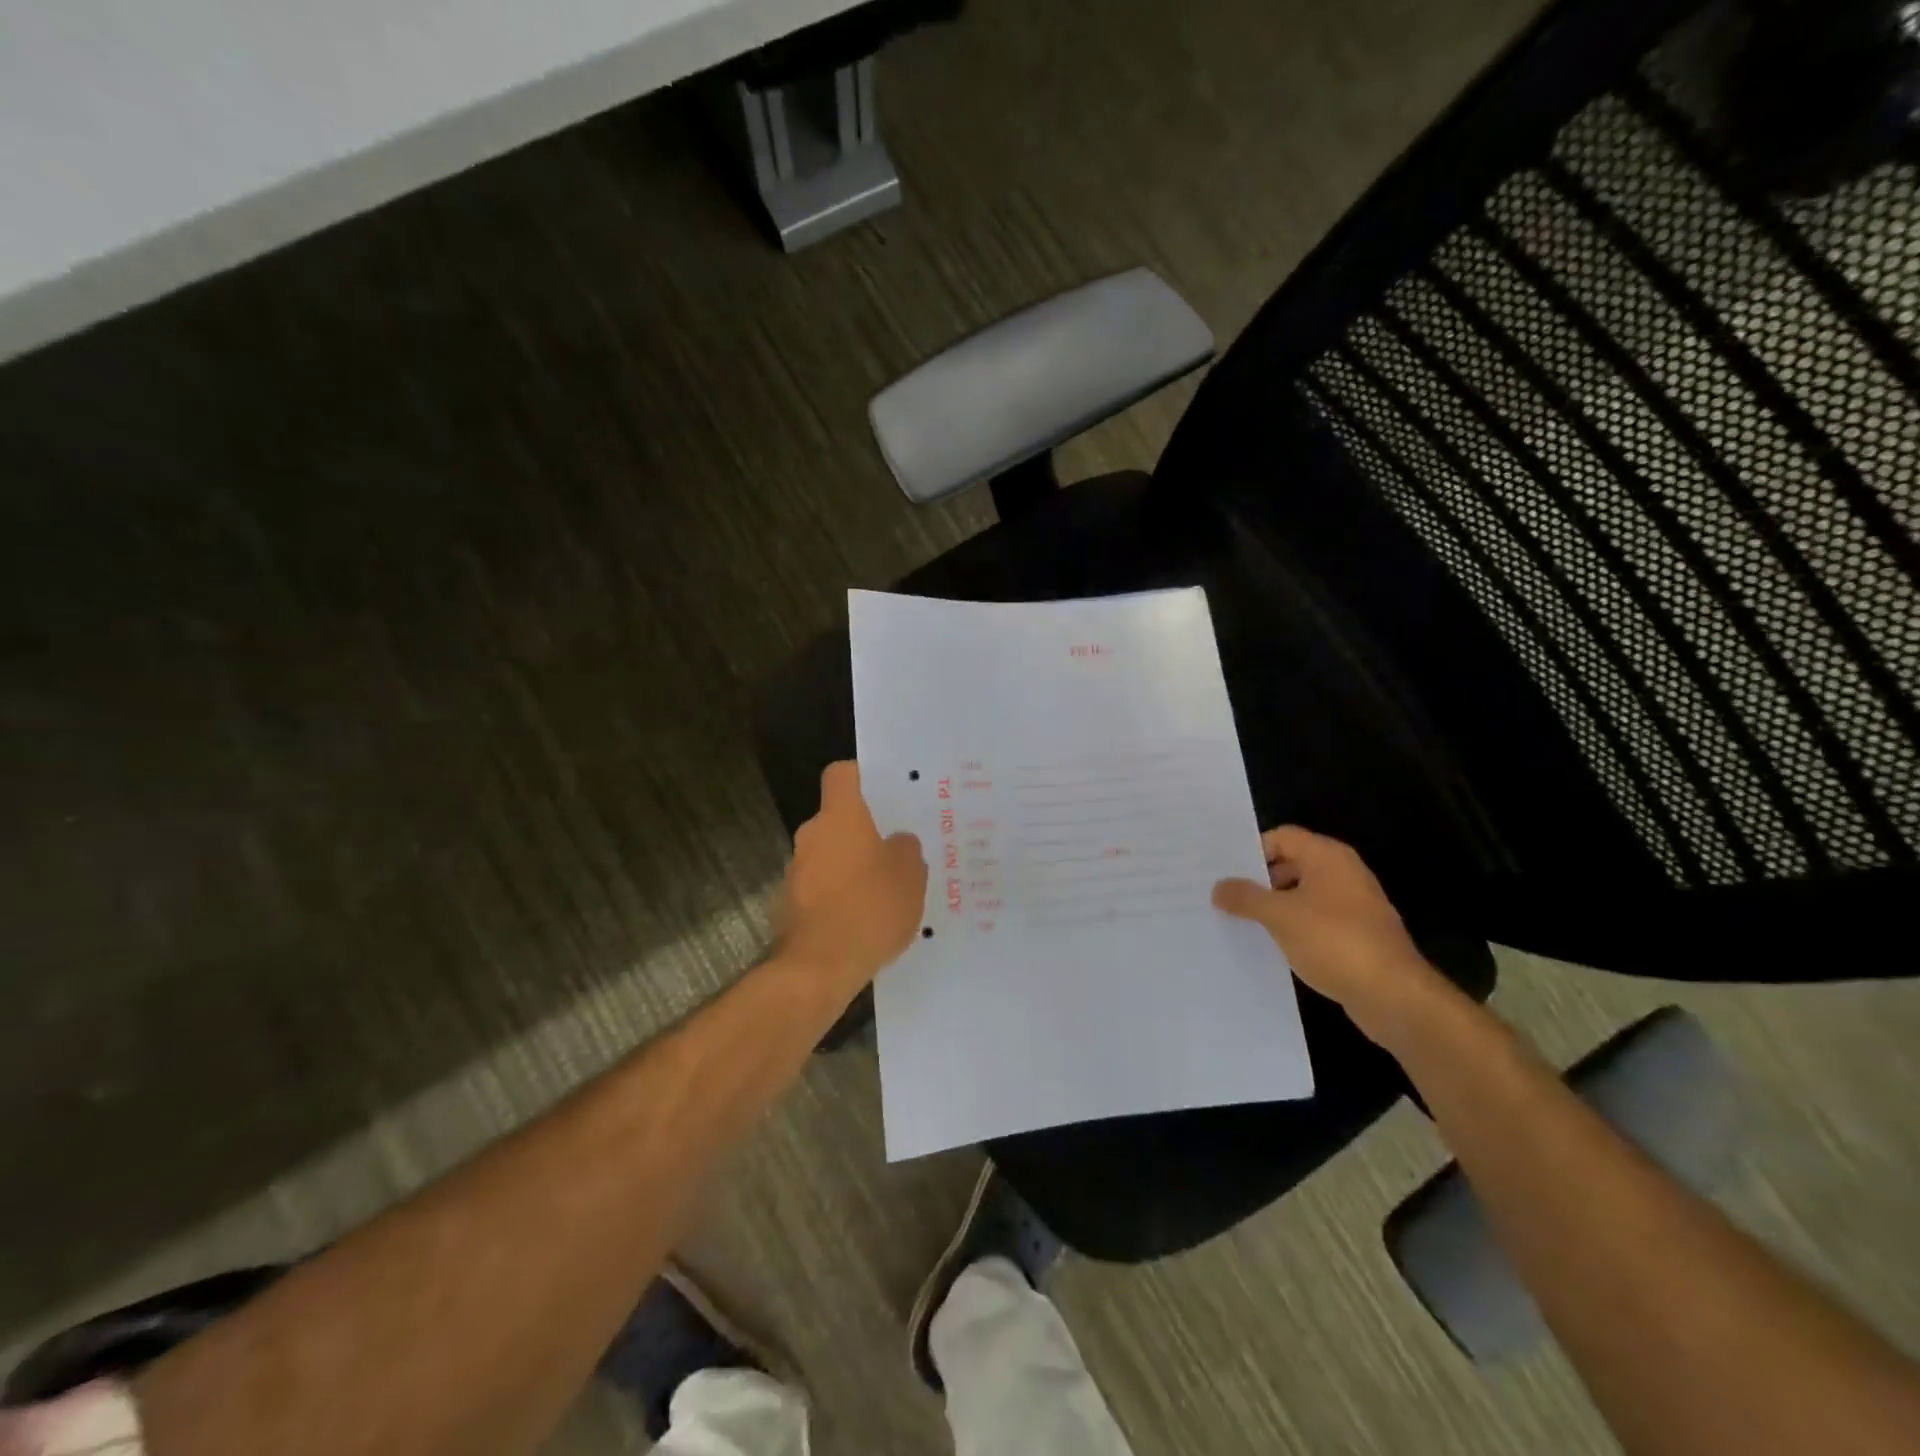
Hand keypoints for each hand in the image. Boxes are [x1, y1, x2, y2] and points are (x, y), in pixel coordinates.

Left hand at [777, 762, 926, 992]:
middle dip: (864, 832)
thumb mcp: (910, 875)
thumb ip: (905, 849)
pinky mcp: (790, 905)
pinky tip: (864, 920)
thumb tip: (896, 842)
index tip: (882, 789)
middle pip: (838, 820)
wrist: (819, 967)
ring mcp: (796, 871)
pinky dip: (839, 896)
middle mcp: (812, 836)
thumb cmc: (870, 908)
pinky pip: (821, 888)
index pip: (842, 775)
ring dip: (852, 867)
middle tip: (897, 849)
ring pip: (830, 855)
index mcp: (840, 817)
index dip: (861, 775)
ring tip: (885, 891)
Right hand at [1212, 826, 1452, 1047]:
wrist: (1394, 995)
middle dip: (1259, 880)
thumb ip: (1245, 897)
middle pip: (1291, 864)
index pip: (1281, 837)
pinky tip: (1271, 945)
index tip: (1223, 871)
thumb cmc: (1334, 941)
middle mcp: (1343, 873)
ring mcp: (1354, 905)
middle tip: (1224, 897)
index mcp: (1328, 857)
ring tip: (1240, 922)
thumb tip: (1219, 887)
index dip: (1251, 851)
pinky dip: (1293, 928)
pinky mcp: (1357, 935)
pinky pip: (1316, 921)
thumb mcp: (1279, 916)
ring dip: (1274, 907)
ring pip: (1303, 895)